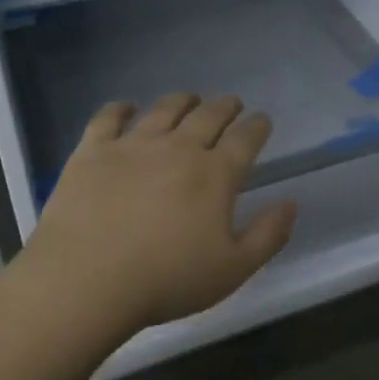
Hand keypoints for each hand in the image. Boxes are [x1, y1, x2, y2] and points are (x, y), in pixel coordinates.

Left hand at [19, 93, 297, 336]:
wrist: (87, 279)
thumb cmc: (166, 280)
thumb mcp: (233, 270)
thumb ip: (268, 235)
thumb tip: (291, 202)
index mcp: (215, 174)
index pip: (245, 139)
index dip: (257, 127)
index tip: (262, 121)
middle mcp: (178, 148)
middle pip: (208, 116)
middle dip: (225, 107)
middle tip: (231, 104)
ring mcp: (133, 145)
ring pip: (165, 109)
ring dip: (183, 101)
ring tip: (190, 99)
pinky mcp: (93, 150)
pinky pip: (109, 117)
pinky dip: (121, 108)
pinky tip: (127, 107)